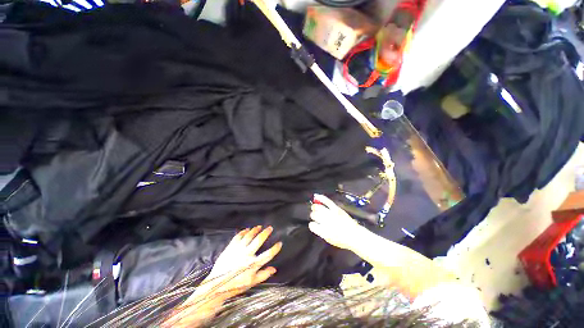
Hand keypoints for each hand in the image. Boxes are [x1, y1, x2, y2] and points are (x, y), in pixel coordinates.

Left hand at [197, 226, 281, 299]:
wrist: (216, 286)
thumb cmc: (236, 285)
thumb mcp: (252, 283)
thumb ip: (263, 275)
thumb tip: (274, 269)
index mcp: (253, 264)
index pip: (268, 255)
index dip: (275, 249)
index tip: (280, 243)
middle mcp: (247, 254)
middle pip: (259, 240)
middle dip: (265, 233)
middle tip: (270, 228)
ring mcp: (238, 250)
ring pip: (249, 236)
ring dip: (255, 230)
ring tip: (259, 226)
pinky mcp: (230, 247)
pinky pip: (238, 237)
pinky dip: (243, 232)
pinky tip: (247, 230)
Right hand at [309, 194, 369, 250]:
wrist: (355, 235)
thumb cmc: (342, 240)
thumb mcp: (329, 239)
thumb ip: (320, 231)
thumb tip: (315, 224)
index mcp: (323, 231)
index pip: (312, 225)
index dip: (312, 225)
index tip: (314, 224)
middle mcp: (326, 221)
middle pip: (314, 215)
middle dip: (313, 215)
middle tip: (315, 216)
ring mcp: (331, 214)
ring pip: (318, 207)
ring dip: (315, 207)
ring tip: (315, 208)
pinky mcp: (336, 208)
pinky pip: (327, 201)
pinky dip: (321, 198)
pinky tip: (316, 197)